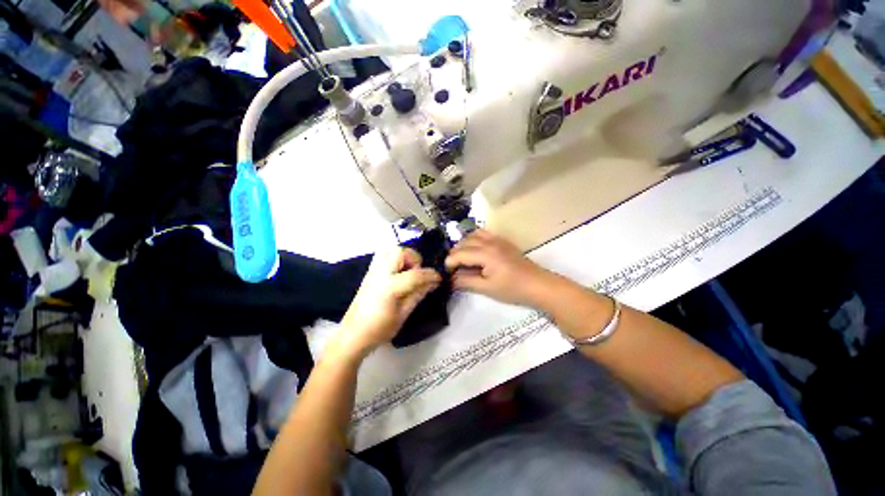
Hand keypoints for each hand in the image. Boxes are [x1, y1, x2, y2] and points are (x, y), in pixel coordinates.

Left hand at [336, 248, 440, 356]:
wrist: (354, 334)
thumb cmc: (380, 329)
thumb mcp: (404, 314)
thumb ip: (419, 294)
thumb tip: (433, 282)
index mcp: (390, 287)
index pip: (416, 274)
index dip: (431, 275)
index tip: (439, 278)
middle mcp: (380, 273)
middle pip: (400, 252)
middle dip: (414, 259)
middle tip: (418, 274)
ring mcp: (373, 271)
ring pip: (390, 249)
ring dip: (403, 256)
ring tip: (408, 271)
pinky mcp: (369, 272)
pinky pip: (383, 255)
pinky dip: (394, 257)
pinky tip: (398, 272)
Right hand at [444, 230, 554, 306]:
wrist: (538, 284)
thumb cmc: (512, 289)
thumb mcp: (487, 288)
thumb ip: (466, 282)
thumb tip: (450, 279)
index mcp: (485, 254)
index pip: (459, 254)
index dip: (449, 263)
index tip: (447, 274)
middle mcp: (489, 242)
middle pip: (464, 242)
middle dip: (455, 254)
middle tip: (454, 269)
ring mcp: (497, 239)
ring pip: (473, 235)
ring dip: (464, 245)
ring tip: (463, 259)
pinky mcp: (503, 241)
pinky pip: (484, 234)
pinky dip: (475, 239)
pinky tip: (476, 251)